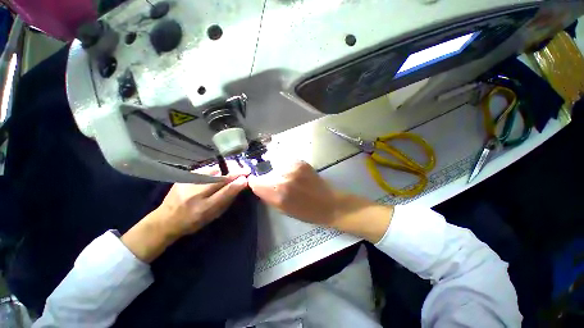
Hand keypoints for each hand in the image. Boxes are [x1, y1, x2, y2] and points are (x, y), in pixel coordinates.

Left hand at [154, 164, 248, 237]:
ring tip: (232, 171)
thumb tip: (240, 185)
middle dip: (234, 174)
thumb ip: (226, 200)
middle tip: (245, 170)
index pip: (224, 193)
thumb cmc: (193, 221)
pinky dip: (213, 171)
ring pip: (211, 172)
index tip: (246, 178)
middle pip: (219, 180)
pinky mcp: (183, 177)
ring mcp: (187, 184)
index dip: (236, 185)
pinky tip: (217, 172)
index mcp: (203, 209)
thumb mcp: (212, 215)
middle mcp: (194, 195)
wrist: (165, 220)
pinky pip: (204, 170)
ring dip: (224, 171)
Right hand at [248, 161, 340, 225]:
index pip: (255, 181)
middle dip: (269, 179)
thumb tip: (259, 186)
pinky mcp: (301, 162)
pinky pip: (287, 163)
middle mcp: (282, 177)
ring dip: (279, 173)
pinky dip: (289, 168)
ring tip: (291, 180)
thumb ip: (268, 196)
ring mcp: (292, 167)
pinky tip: (297, 175)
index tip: (261, 186)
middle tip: (280, 185)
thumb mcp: (282, 209)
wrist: (328, 203)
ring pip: (276, 167)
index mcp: (276, 192)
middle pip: (266, 173)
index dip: (257, 184)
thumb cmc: (305, 212)